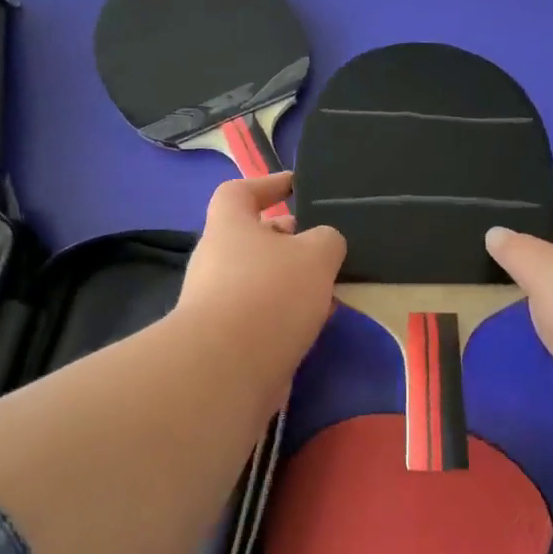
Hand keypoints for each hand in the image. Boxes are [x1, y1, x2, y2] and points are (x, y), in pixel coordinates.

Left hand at [177, 174, 345, 383]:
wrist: (229, 369)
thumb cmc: (270, 293)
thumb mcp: (316, 254)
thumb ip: (327, 239)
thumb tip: (324, 245)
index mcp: (229, 226)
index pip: (239, 191)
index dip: (268, 184)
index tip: (297, 187)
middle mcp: (218, 260)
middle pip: (256, 239)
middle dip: (293, 241)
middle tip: (330, 247)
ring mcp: (220, 301)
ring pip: (265, 280)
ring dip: (297, 282)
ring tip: (335, 288)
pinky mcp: (229, 339)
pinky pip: (265, 315)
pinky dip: (290, 314)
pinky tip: (319, 323)